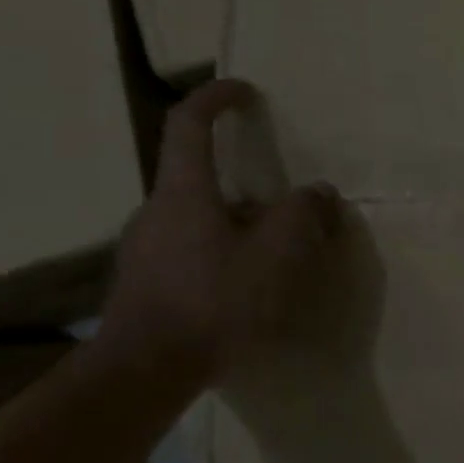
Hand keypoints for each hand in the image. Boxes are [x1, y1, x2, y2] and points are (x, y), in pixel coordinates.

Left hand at [98, 79, 341, 388]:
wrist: (144, 371)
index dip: (216, 98)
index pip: (189, 124)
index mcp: (184, 192)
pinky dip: (224, 255)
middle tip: (289, 215)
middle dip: (250, 189)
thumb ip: (304, 214)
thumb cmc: (215, 301)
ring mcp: (145, 249)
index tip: (244, 90)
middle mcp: (156, 211)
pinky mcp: (145, 283)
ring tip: (277, 261)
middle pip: (204, 180)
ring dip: (240, 228)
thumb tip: (318, 193)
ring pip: (201, 221)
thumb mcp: (278, 253)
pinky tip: (247, 293)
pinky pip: (192, 252)